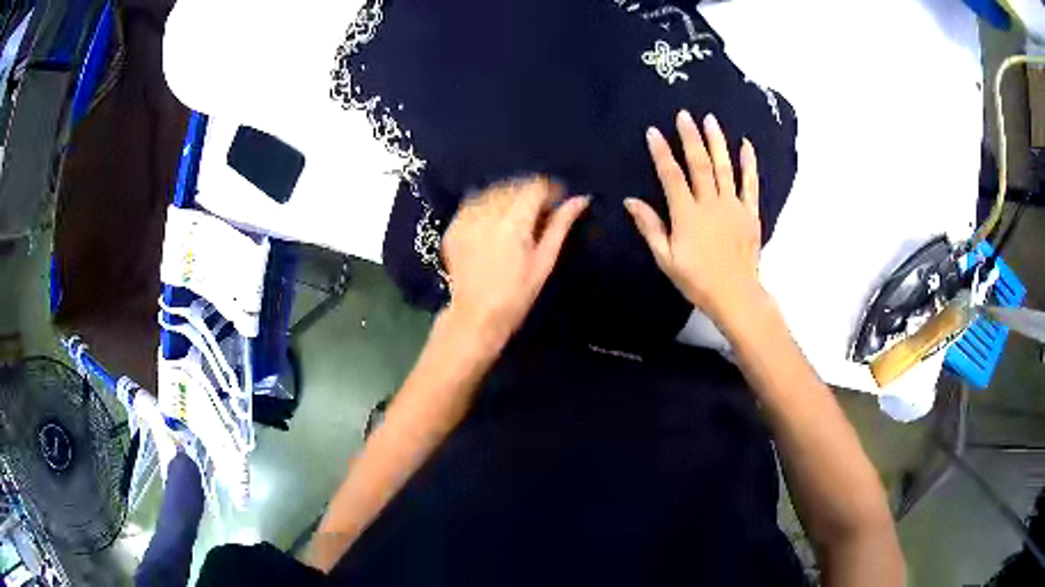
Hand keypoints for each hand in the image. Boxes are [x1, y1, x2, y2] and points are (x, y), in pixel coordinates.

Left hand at [441, 176, 588, 349]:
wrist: (476, 316)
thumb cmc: (517, 294)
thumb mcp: (544, 261)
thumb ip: (560, 226)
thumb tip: (581, 199)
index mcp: (514, 223)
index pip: (535, 187)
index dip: (549, 190)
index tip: (556, 202)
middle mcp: (487, 214)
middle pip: (513, 186)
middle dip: (528, 194)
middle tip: (537, 214)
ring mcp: (466, 219)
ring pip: (492, 192)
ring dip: (507, 198)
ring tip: (515, 219)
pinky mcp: (453, 227)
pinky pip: (473, 204)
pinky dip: (486, 207)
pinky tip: (493, 224)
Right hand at [625, 110, 763, 326]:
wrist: (735, 295)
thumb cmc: (697, 280)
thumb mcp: (666, 258)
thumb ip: (650, 227)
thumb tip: (631, 201)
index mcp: (687, 215)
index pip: (672, 176)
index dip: (661, 153)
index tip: (653, 132)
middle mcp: (710, 204)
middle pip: (699, 164)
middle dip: (690, 137)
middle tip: (684, 114)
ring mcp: (733, 206)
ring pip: (724, 167)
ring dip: (717, 141)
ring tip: (710, 119)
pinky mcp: (750, 213)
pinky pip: (750, 184)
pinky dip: (749, 164)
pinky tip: (746, 145)